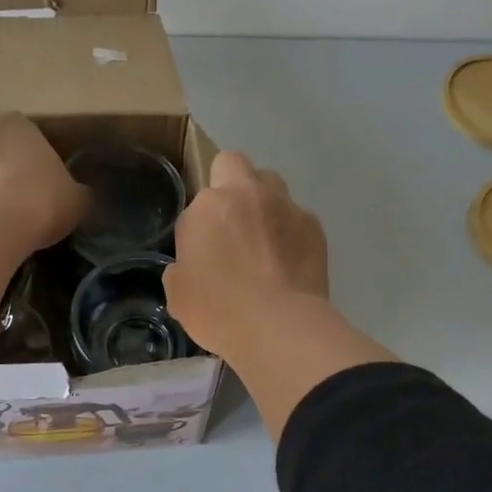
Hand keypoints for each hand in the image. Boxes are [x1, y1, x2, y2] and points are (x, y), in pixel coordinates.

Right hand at [164, 151, 328, 360]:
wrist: (279, 327)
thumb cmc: (219, 310)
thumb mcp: (178, 294)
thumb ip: (181, 268)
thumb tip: (191, 264)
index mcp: (208, 205)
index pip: (197, 201)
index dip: (199, 223)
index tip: (203, 249)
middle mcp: (246, 194)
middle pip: (233, 164)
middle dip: (230, 183)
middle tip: (231, 222)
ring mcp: (284, 206)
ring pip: (271, 184)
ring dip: (263, 201)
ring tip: (264, 238)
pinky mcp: (314, 225)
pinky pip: (297, 217)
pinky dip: (291, 231)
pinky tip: (290, 262)